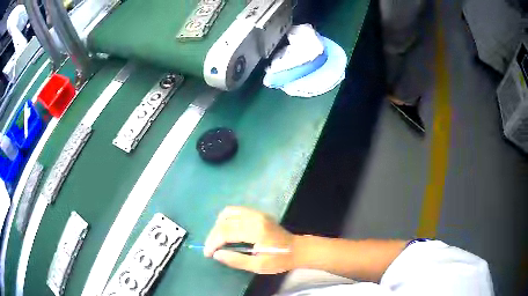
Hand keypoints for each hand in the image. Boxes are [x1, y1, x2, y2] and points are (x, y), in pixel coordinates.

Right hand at [204, 206, 295, 273]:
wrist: (297, 249)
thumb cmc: (279, 260)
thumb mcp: (259, 266)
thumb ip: (236, 260)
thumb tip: (216, 254)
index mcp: (256, 231)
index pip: (226, 232)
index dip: (213, 243)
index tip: (207, 253)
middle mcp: (254, 217)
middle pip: (224, 222)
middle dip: (213, 236)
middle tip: (210, 249)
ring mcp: (256, 213)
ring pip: (228, 213)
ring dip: (218, 226)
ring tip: (216, 240)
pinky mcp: (257, 213)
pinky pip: (235, 211)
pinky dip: (225, 219)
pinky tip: (225, 230)